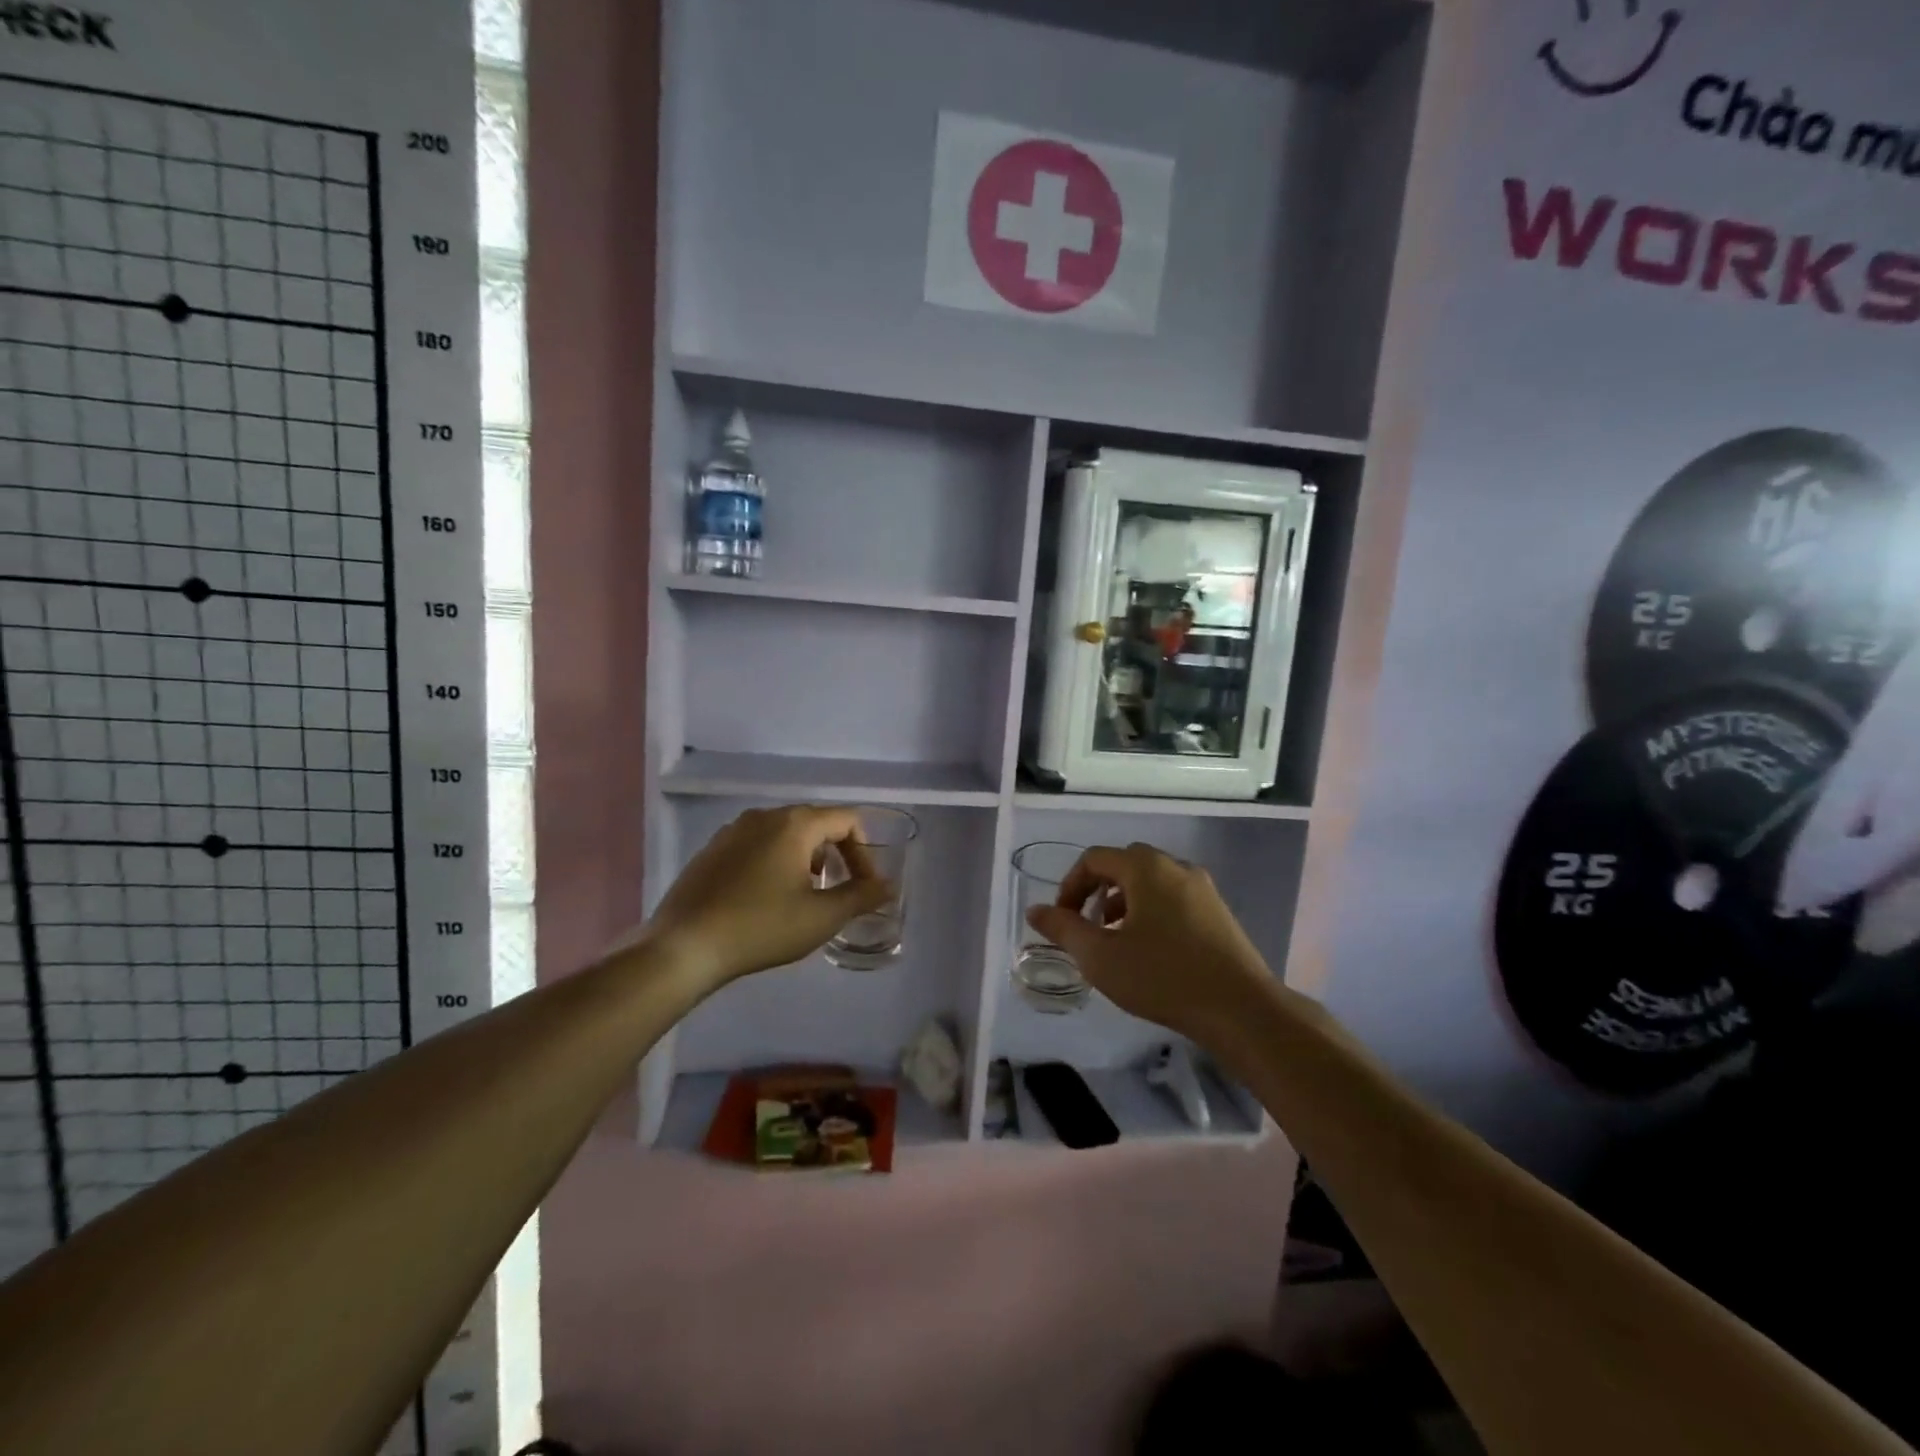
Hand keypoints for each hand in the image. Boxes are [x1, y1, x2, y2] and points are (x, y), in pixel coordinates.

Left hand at [646, 805, 895, 989]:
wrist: (683, 947)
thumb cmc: (761, 927)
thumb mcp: (821, 917)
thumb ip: (861, 897)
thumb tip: (888, 886)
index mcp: (794, 823)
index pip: (847, 820)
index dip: (864, 852)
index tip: (865, 887)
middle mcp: (764, 816)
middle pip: (816, 824)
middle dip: (836, 855)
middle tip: (840, 892)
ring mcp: (733, 831)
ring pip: (785, 835)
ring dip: (806, 860)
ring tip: (806, 897)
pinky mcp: (712, 850)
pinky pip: (757, 846)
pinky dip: (776, 863)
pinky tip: (767, 900)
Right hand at [1024, 843, 1271, 1043]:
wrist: (1241, 1009)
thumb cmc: (1163, 977)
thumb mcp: (1100, 957)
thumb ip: (1063, 930)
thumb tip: (1035, 911)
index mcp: (1146, 868)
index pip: (1095, 859)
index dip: (1070, 885)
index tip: (1062, 919)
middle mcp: (1175, 867)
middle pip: (1124, 864)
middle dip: (1097, 891)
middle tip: (1087, 926)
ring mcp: (1203, 888)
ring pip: (1151, 882)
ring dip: (1124, 903)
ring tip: (1115, 941)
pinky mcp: (1219, 912)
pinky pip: (1173, 898)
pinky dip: (1151, 912)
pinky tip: (1150, 950)